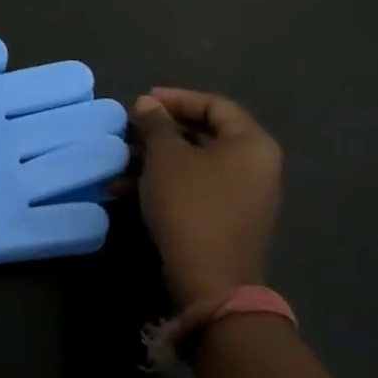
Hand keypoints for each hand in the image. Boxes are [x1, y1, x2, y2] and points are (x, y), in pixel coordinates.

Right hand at [132, 90, 281, 307]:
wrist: (209, 279)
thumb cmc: (191, 204)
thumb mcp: (166, 155)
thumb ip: (156, 123)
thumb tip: (147, 104)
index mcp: (252, 143)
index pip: (214, 104)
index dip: (176, 98)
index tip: (142, 101)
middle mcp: (256, 166)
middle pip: (205, 133)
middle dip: (161, 130)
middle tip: (131, 128)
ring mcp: (244, 196)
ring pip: (195, 163)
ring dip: (156, 158)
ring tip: (122, 159)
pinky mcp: (228, 220)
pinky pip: (195, 187)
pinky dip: (165, 182)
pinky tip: (126, 189)